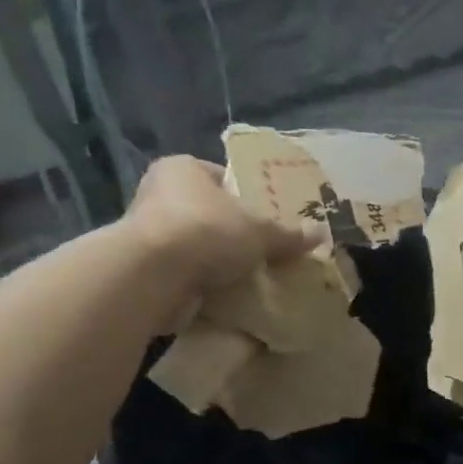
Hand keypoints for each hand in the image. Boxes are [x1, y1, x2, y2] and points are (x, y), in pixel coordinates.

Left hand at [123, 155, 322, 301]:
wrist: (153, 276)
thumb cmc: (208, 232)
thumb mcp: (261, 231)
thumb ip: (289, 234)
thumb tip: (321, 235)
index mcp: (182, 169)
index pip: (221, 177)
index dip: (247, 196)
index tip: (267, 217)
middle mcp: (157, 194)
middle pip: (208, 212)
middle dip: (232, 232)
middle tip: (264, 249)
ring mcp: (145, 233)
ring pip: (194, 244)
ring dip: (216, 260)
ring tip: (250, 275)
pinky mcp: (141, 268)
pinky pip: (182, 273)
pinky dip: (201, 282)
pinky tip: (227, 294)